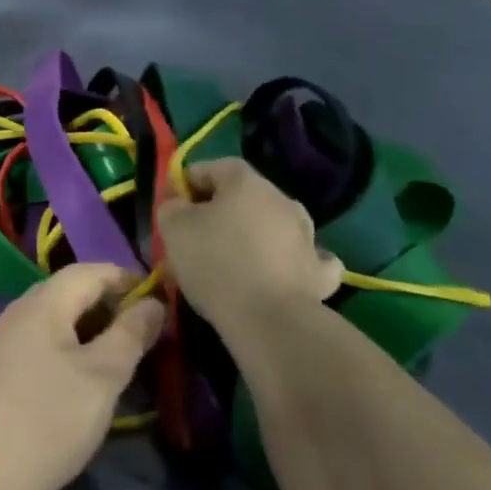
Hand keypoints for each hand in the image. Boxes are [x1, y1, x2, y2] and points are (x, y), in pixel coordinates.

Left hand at [0, 263, 163, 489]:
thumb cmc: (52, 417)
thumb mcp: (104, 375)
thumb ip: (131, 334)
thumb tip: (153, 303)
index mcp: (44, 301)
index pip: (90, 271)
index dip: (125, 278)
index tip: (157, 296)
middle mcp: (19, 309)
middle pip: (70, 290)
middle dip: (108, 301)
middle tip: (142, 327)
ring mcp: (3, 337)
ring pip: (55, 316)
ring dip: (88, 324)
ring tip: (117, 351)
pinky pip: (40, 338)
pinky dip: (68, 343)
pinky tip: (80, 373)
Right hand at [157, 158, 340, 340]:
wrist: (269, 321)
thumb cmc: (216, 263)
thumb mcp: (173, 227)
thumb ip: (171, 206)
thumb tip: (179, 204)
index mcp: (245, 180)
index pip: (210, 168)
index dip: (186, 184)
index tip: (171, 209)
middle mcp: (280, 199)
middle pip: (242, 196)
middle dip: (218, 211)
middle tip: (195, 238)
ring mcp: (305, 235)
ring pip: (272, 224)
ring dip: (254, 234)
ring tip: (231, 262)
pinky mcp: (319, 272)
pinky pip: (303, 257)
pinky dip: (290, 260)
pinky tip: (279, 271)